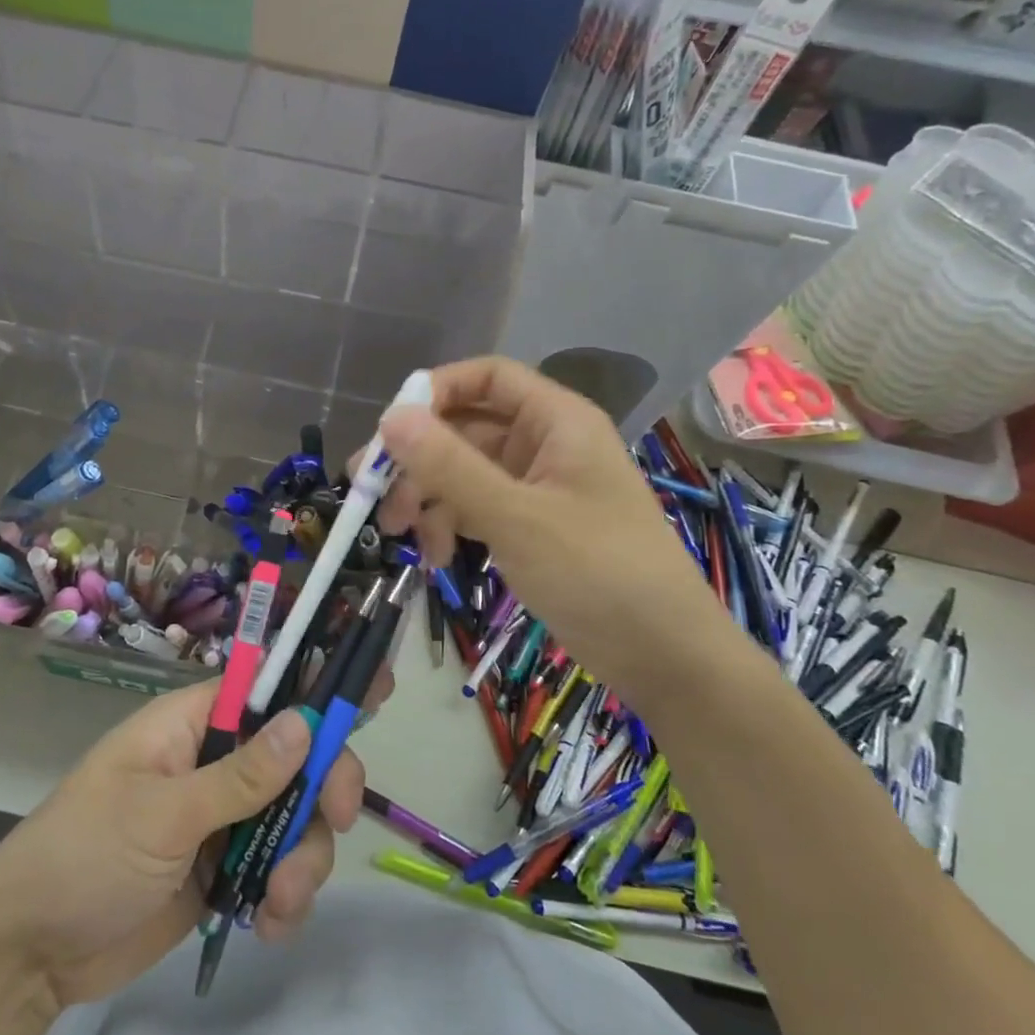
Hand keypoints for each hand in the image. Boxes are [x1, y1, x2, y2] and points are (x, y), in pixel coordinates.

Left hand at [0, 678, 371, 1009]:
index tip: (375, 689)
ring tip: (278, 903)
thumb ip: (240, 775)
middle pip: (295, 757)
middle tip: (334, 820)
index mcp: (192, 725)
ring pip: (294, 819)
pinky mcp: (223, 870)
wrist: (30, 954)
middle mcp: (214, 763)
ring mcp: (221, 818)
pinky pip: (277, 870)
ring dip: (302, 860)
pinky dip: (285, 897)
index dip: (317, 686)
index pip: (266, 690)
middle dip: (321, 789)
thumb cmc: (85, 854)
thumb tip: (305, 720)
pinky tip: (268, 927)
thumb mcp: (163, 813)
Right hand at [373, 356, 733, 695]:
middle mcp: (544, 444)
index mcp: (556, 421)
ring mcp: (536, 487)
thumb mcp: (516, 516)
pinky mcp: (529, 526)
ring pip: (463, 472)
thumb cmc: (598, 572)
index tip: (390, 428)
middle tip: (371, 490)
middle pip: (465, 428)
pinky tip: (437, 558)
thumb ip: (449, 466)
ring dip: (428, 498)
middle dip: (418, 459)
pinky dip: (450, 525)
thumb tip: (390, 417)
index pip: (487, 378)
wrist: (663, 657)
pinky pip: (476, 507)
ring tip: (401, 535)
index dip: (436, 391)